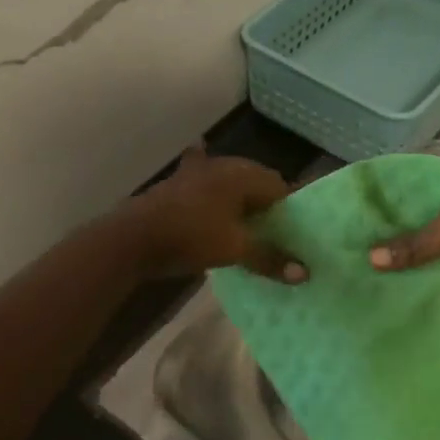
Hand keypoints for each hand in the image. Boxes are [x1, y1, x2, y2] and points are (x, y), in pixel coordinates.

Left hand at [123, 145, 306, 282]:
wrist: (134, 237)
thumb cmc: (192, 237)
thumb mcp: (235, 250)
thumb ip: (270, 258)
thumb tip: (305, 273)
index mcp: (243, 174)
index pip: (281, 186)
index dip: (291, 209)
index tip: (295, 232)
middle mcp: (224, 165)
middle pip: (256, 182)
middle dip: (267, 204)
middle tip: (274, 232)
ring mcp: (198, 171)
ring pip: (230, 181)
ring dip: (240, 197)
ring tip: (248, 222)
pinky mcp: (178, 183)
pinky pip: (203, 178)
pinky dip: (210, 181)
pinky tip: (208, 173)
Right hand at [368, 156, 439, 301]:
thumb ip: (413, 242)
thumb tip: (370, 259)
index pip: (410, 174)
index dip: (383, 191)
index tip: (352, 208)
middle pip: (420, 204)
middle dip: (393, 223)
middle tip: (355, 239)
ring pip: (433, 230)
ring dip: (411, 245)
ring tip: (369, 259)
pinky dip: (429, 260)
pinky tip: (401, 274)